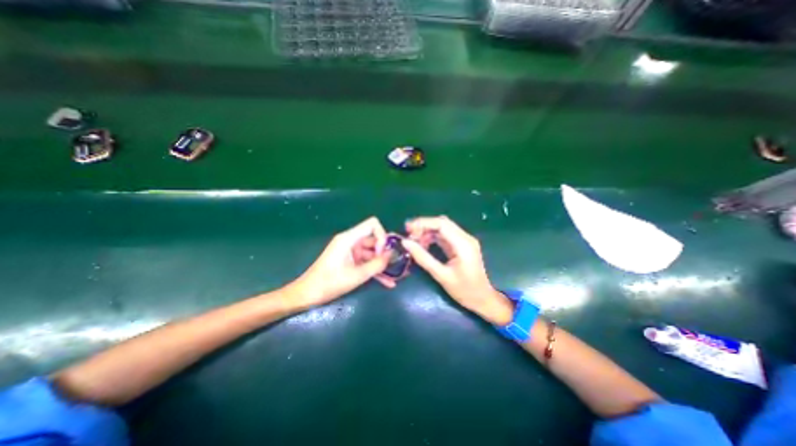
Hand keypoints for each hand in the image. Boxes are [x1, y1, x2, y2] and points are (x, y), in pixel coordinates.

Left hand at [291, 217, 392, 308]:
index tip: (383, 253)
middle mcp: (351, 241)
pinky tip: (387, 282)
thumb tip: (392, 255)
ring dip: (382, 264)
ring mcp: (351, 252)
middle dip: (385, 252)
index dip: (382, 236)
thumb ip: (377, 264)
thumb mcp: (356, 275)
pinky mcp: (350, 261)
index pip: (372, 225)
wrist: (308, 294)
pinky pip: (366, 262)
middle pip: (374, 240)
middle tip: (394, 266)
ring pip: (372, 253)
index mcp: (349, 238)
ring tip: (395, 277)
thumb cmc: (329, 283)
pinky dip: (375, 270)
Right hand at [405, 216, 508, 323]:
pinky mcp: (461, 245)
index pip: (441, 224)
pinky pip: (445, 235)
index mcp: (463, 244)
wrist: (483, 300)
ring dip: (427, 231)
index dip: (423, 223)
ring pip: (443, 228)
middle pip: (442, 223)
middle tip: (409, 235)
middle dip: (424, 226)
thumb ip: (423, 257)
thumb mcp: (441, 275)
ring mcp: (464, 241)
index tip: (407, 228)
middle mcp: (465, 238)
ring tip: (414, 241)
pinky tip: (424, 245)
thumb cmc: (464, 290)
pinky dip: (433, 237)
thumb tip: (405, 242)